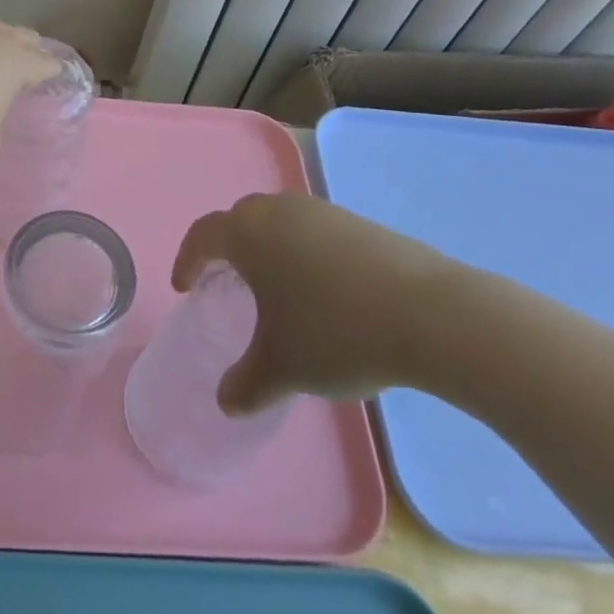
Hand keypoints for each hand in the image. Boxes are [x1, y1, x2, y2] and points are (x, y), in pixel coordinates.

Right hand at [171, 193, 459, 413]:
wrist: (427, 313)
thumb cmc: (334, 332)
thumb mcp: (281, 368)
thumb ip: (245, 384)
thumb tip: (227, 402)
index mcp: (247, 233)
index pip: (203, 235)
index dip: (188, 260)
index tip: (185, 287)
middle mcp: (278, 211)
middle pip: (239, 220)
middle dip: (227, 249)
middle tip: (226, 282)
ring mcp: (322, 212)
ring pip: (279, 222)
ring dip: (268, 249)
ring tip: (276, 288)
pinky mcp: (358, 223)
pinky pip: (313, 231)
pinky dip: (304, 253)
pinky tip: (323, 291)